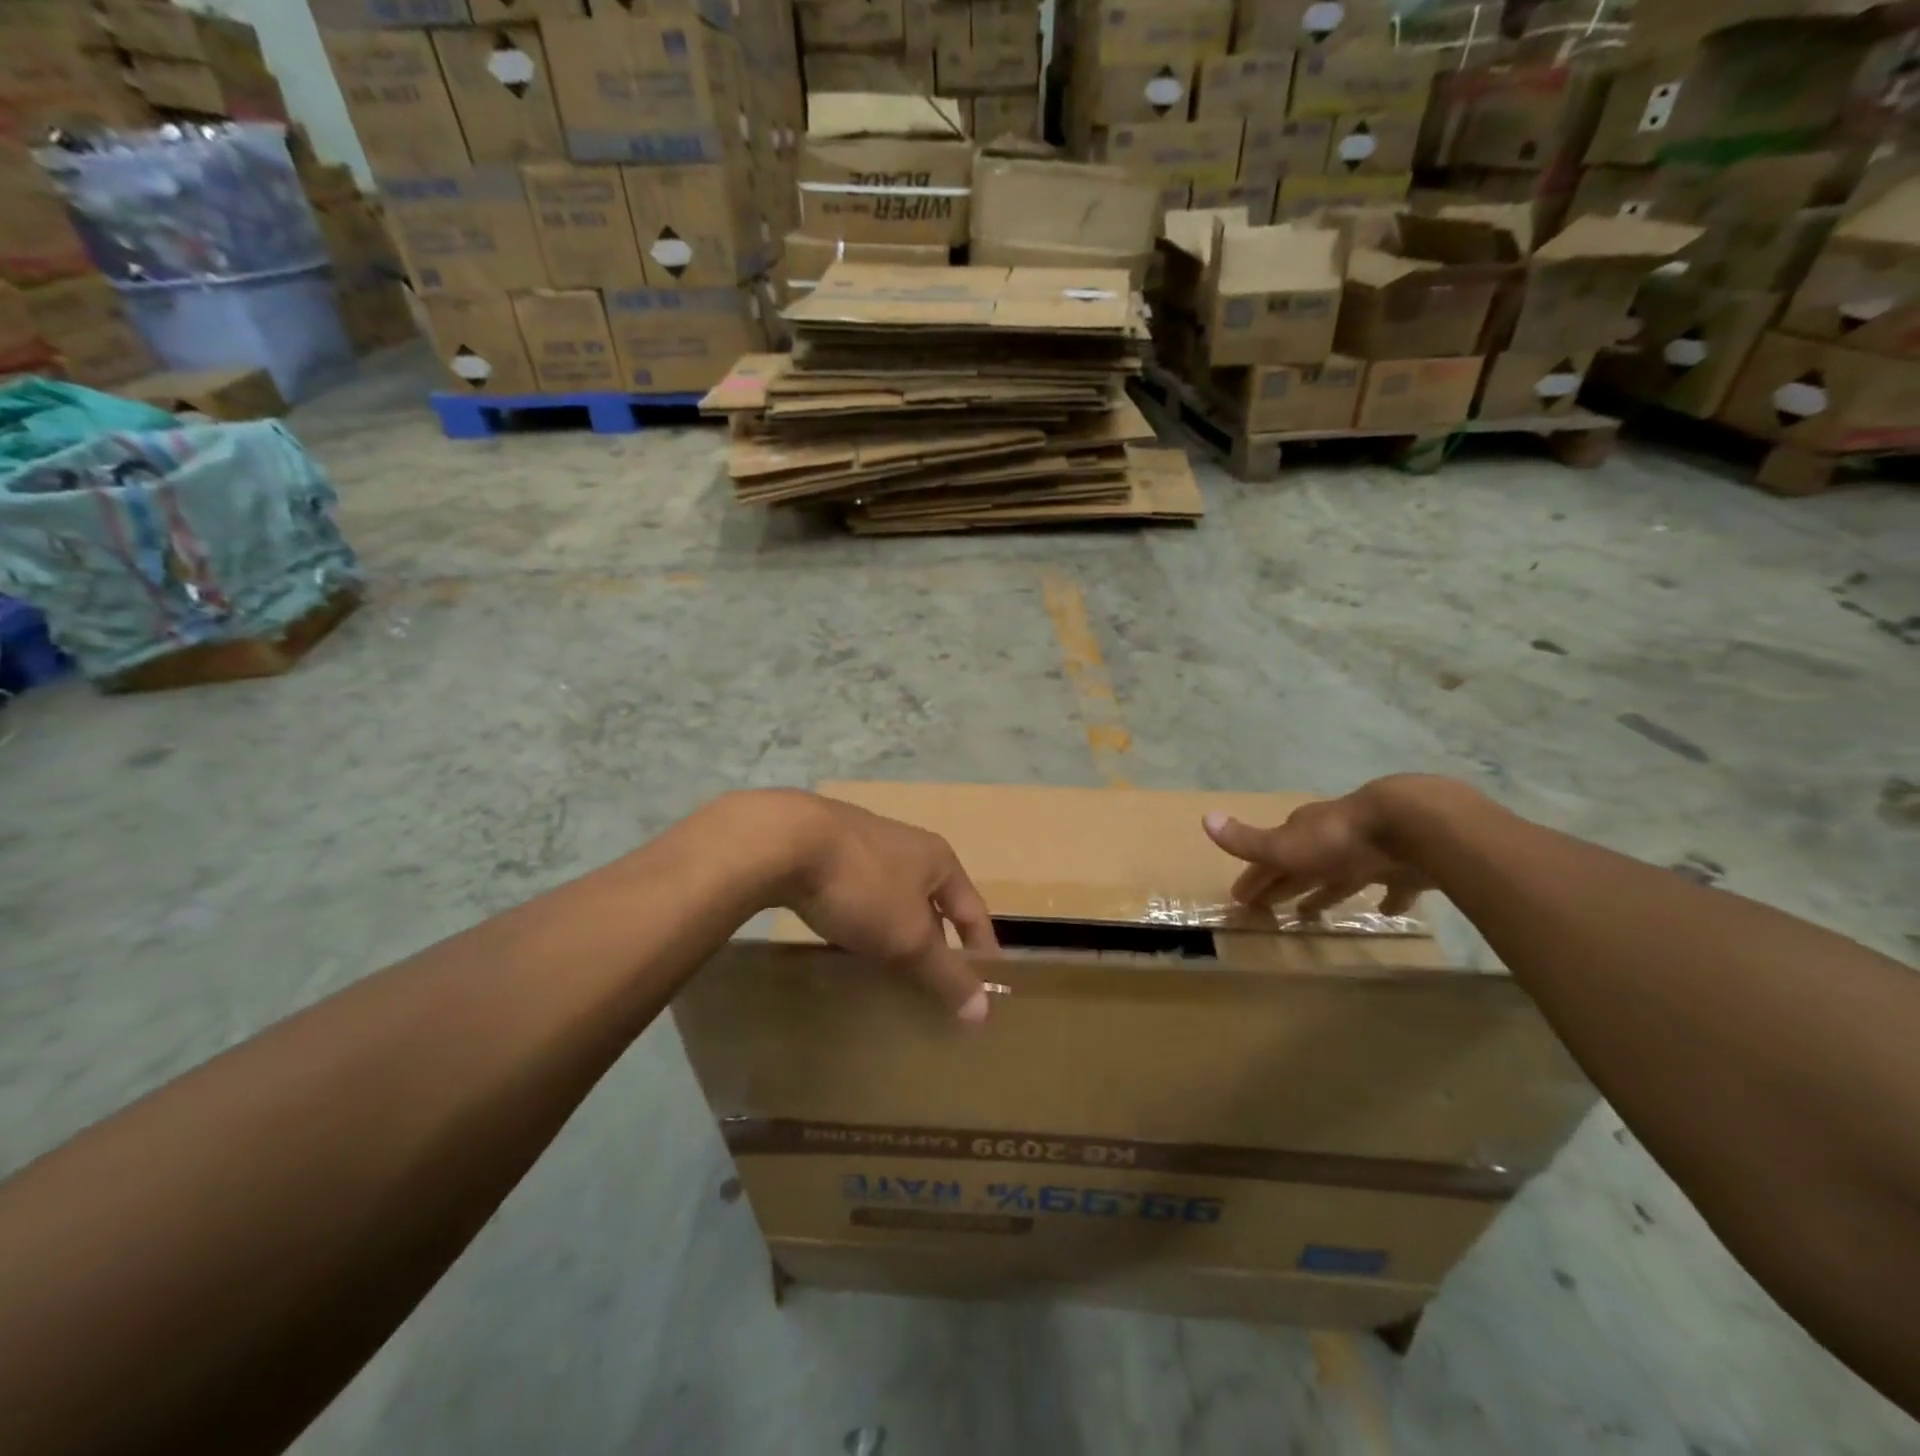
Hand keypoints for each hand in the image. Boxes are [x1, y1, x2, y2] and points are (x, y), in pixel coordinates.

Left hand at [775, 793, 998, 1022]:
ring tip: (891, 970)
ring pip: (894, 899)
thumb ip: (945, 972)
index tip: (986, 986)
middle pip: (934, 903)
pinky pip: (860, 895)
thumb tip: (983, 1011)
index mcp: (939, 860)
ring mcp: (867, 846)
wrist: (787, 841)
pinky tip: (847, 943)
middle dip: (936, 942)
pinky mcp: (829, 853)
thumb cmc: (864, 886)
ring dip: (897, 932)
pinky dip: (864, 922)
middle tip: (934, 986)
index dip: (982, 949)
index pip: (974, 910)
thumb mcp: (909, 936)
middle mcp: (909, 847)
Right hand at [1202, 777, 1443, 917]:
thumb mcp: (1285, 844)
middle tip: (1270, 908)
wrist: (1410, 824)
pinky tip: (1386, 910)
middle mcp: (1333, 840)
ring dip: (1327, 891)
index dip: (1254, 876)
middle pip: (1303, 866)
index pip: (1270, 856)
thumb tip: (1205, 818)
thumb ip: (1247, 840)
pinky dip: (1388, 897)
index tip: (1241, 898)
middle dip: (1285, 883)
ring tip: (1313, 913)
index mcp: (1303, 834)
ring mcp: (1370, 852)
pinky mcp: (1405, 866)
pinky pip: (1393, 885)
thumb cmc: (1340, 839)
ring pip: (1343, 875)